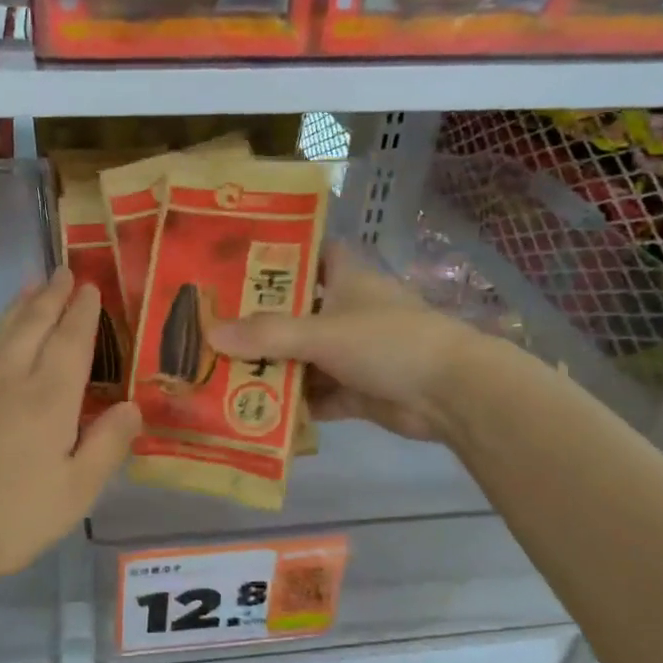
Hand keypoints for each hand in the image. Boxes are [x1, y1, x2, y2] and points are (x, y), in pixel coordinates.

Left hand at [0, 269, 140, 581]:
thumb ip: (108, 444)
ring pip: (1, 330)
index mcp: (50, 397)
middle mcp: (12, 376)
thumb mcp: (76, 492)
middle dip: (52, 295)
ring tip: (31, 285)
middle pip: (34, 323)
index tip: (89, 286)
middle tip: (63, 272)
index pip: (71, 340)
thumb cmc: (11, 515)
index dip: (83, 312)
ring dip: (19, 304)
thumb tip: (133, 406)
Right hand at [207, 242, 488, 443]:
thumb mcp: (322, 333)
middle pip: (297, 311)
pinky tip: (254, 408)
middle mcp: (349, 312)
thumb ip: (267, 335)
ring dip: (271, 366)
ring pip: (303, 356)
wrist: (452, 394)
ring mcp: (354, 353)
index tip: (238, 262)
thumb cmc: (389, 342)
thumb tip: (210, 334)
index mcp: (348, 280)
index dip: (281, 254)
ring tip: (220, 370)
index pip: (313, 254)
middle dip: (259, 321)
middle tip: (211, 325)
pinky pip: (317, 394)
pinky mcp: (358, 390)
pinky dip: (293, 402)